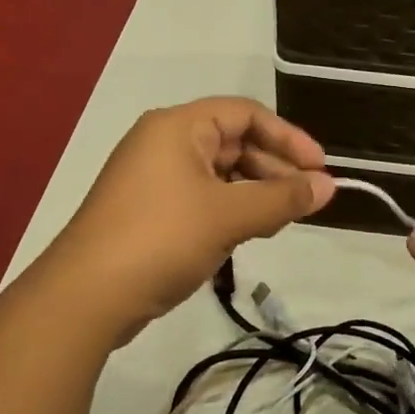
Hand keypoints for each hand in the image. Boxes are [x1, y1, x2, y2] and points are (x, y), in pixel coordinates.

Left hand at [40, 97, 334, 342]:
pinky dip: (231, 209)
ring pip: (220, 173)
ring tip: (283, 219)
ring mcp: (153, 177)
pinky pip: (202, 197)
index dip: (289, 138)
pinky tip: (250, 232)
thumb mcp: (229, 216)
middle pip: (234, 142)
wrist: (84, 299)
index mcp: (179, 126)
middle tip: (307, 199)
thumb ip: (283, 199)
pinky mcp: (149, 210)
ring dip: (255, 192)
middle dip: (274, 168)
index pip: (246, 114)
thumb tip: (330, 187)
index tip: (320, 168)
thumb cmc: (161, 239)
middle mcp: (164, 142)